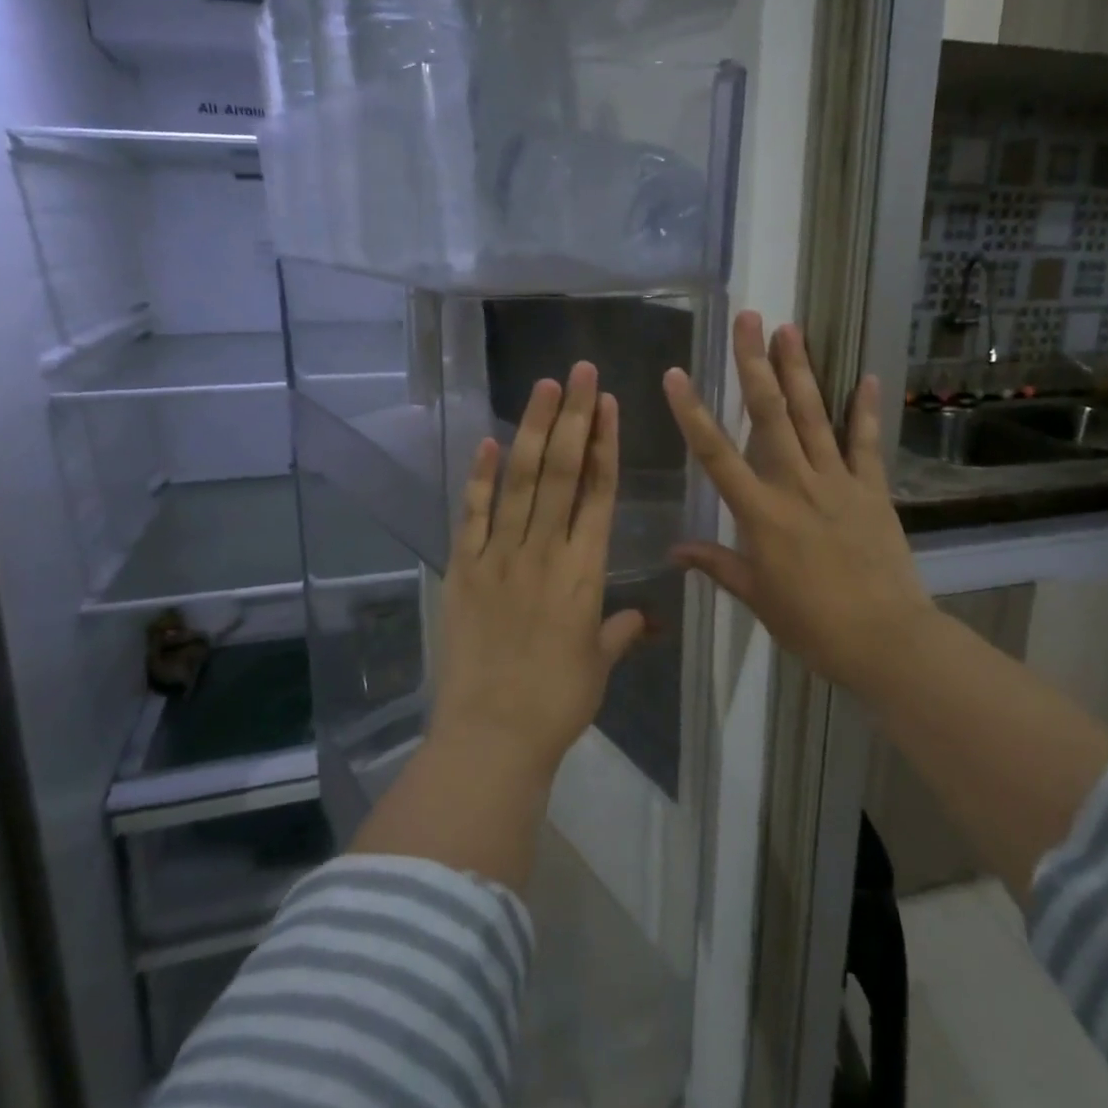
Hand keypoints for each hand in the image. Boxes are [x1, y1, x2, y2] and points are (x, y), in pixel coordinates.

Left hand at [431, 362, 646, 781]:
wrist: (492, 735)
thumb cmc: (556, 702)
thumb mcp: (598, 666)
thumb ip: (620, 632)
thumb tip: (644, 617)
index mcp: (584, 570)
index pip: (599, 492)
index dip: (605, 444)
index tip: (608, 404)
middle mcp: (544, 550)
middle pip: (563, 471)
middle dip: (574, 417)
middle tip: (579, 372)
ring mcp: (499, 555)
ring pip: (521, 481)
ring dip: (533, 430)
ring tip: (544, 388)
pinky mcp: (464, 569)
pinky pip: (473, 514)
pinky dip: (481, 477)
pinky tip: (488, 442)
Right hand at [663, 313, 932, 694]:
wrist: (886, 640)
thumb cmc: (812, 624)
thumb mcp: (756, 596)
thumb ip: (716, 564)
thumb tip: (674, 550)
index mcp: (760, 512)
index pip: (716, 454)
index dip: (692, 413)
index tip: (675, 375)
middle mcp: (796, 484)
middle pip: (770, 415)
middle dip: (755, 364)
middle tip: (749, 319)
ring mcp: (837, 483)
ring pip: (813, 417)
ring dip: (800, 371)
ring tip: (791, 329)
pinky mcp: (872, 490)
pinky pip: (865, 444)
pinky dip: (865, 410)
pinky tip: (866, 377)